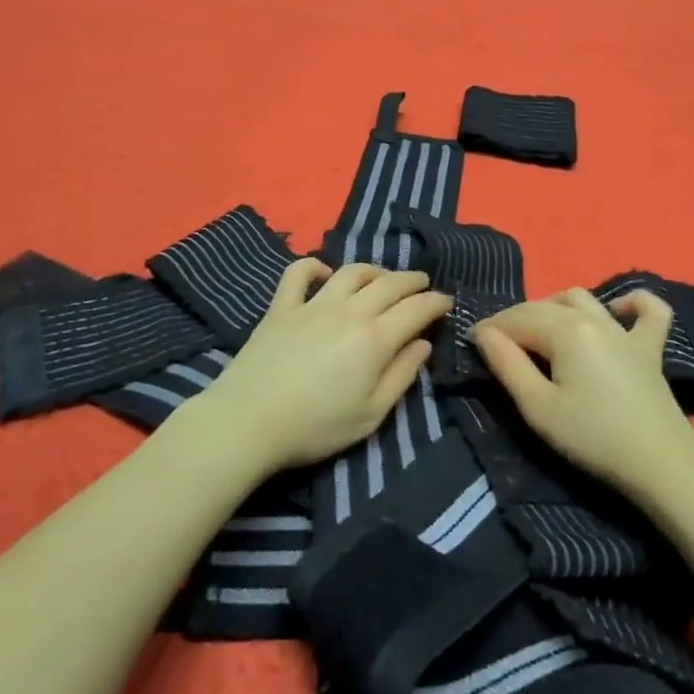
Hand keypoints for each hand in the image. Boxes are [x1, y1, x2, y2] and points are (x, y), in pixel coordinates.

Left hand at [191, 258, 451, 473]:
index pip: (416, 308)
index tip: (446, 303)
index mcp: (375, 338)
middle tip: (423, 285)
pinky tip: (323, 273)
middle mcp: (348, 311)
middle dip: (412, 280)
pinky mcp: (281, 307)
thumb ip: (401, 376)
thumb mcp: (371, 414)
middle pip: (389, 283)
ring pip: (350, 271)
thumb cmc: (316, 427)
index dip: (436, 302)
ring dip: (373, 270)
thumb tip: (422, 345)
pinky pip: (298, 273)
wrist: (248, 423)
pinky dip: (314, 266)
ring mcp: (312, 304)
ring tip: (383, 277)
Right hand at [472, 288, 693, 490]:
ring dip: (554, 306)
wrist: (659, 463)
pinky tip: (617, 310)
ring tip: (539, 331)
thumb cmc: (592, 437)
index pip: (518, 319)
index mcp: (565, 329)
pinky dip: (631, 303)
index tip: (471, 342)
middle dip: (515, 319)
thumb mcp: (538, 407)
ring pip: (583, 299)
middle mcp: (594, 318)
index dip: (491, 328)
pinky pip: (647, 311)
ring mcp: (625, 331)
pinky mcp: (650, 348)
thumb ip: (507, 365)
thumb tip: (484, 334)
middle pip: (544, 306)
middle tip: (496, 344)